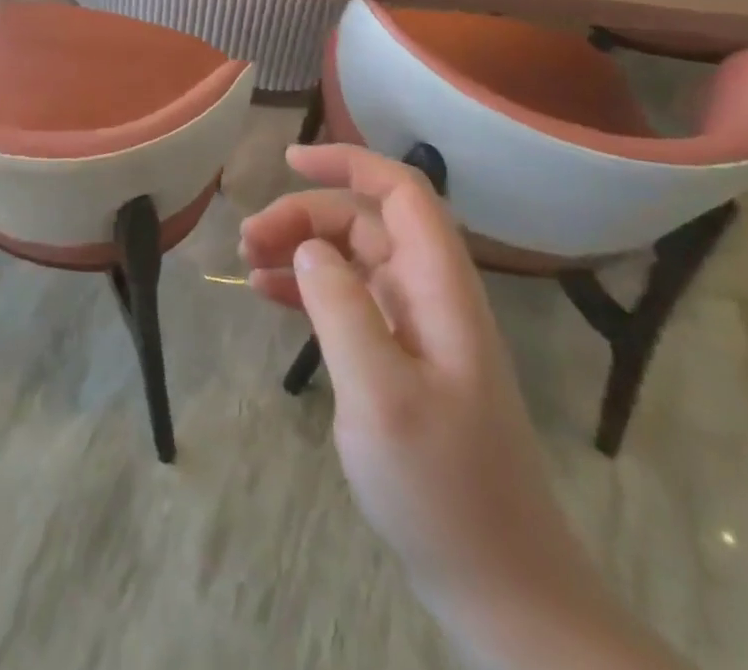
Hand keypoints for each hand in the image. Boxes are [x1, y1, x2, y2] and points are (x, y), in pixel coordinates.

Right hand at [241, 144, 642, 662]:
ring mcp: (417, 327)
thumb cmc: (443, 490)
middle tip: (247, 241)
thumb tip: (308, 247)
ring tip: (247, 261)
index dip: (349, 162)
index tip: (288, 161)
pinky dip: (307, 287)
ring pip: (352, 257)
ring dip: (300, 247)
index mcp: (440, 289)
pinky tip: (267, 294)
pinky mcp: (401, 358)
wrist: (500, 586)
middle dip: (304, 216)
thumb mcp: (381, 397)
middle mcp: (431, 295)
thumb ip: (342, 309)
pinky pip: (348, 299)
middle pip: (364, 222)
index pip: (402, 192)